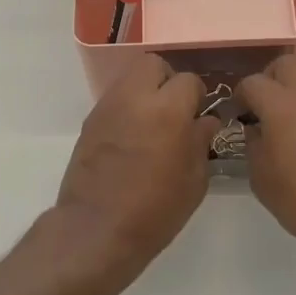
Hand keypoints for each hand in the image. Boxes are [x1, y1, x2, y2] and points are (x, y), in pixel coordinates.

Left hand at [55, 55, 217, 274]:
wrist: (96, 230)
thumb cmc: (155, 210)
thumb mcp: (194, 180)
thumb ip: (201, 141)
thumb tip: (205, 120)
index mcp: (167, 110)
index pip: (188, 80)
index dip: (198, 97)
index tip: (199, 117)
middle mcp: (134, 98)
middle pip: (153, 65)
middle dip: (168, 81)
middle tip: (175, 110)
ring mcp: (107, 107)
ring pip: (130, 78)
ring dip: (145, 92)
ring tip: (153, 124)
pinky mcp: (90, 122)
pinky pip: (114, 100)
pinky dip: (127, 109)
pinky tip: (133, 138)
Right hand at [236, 55, 295, 264]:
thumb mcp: (262, 178)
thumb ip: (253, 144)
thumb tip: (256, 129)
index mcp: (283, 105)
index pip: (253, 82)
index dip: (240, 96)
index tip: (237, 115)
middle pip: (286, 65)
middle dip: (270, 80)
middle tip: (263, 108)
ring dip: (295, 94)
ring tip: (288, 128)